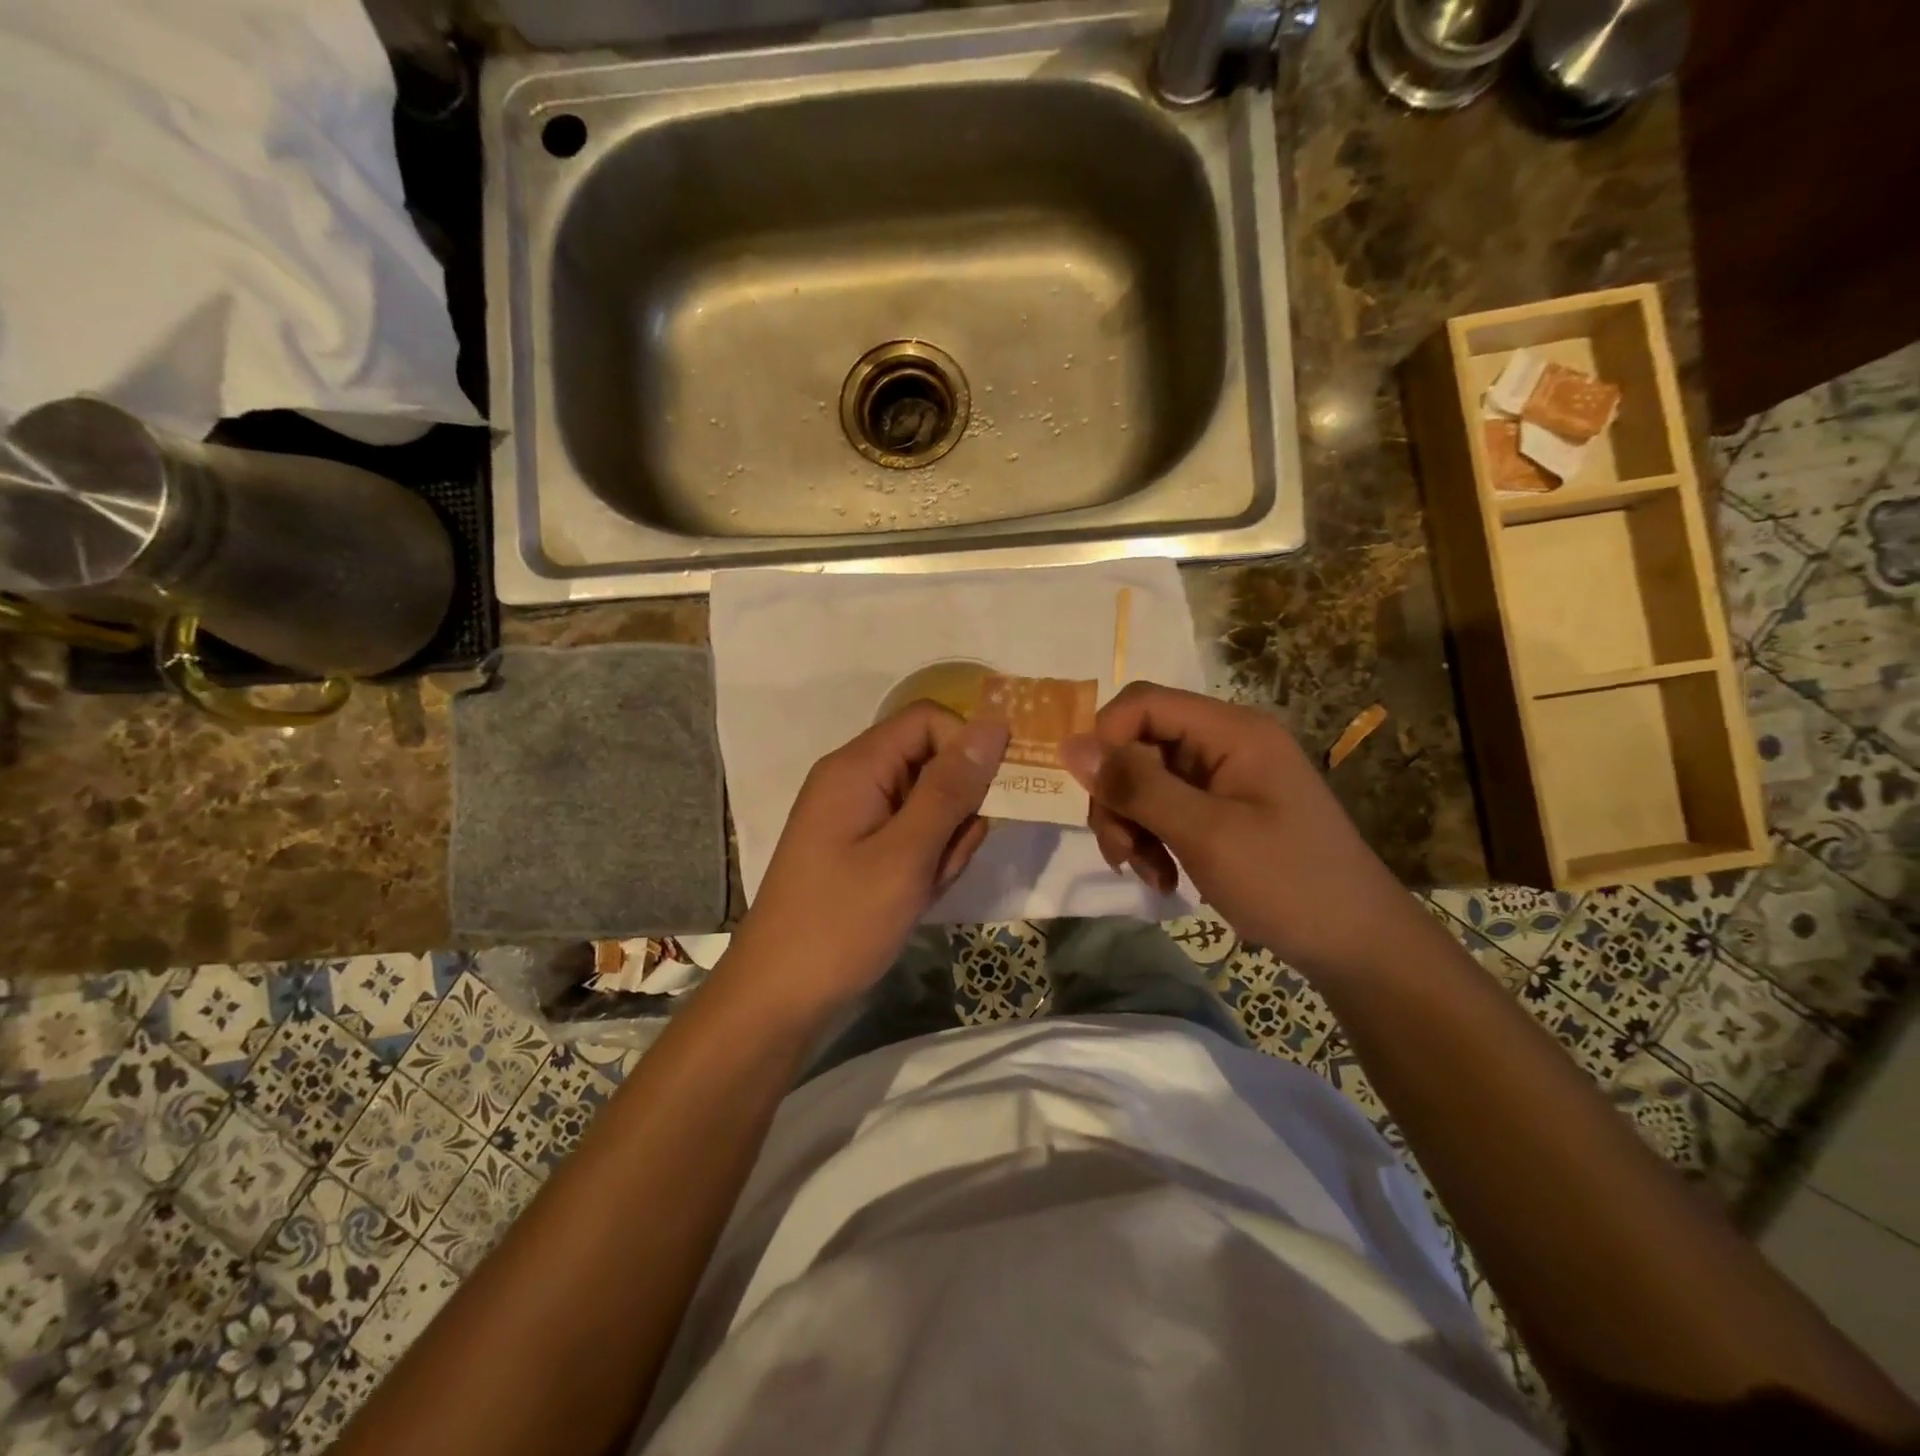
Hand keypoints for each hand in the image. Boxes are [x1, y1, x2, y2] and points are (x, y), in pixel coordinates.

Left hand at [727, 702, 1008, 1014]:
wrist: (780, 996)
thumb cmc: (842, 923)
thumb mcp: (907, 854)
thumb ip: (951, 788)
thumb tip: (994, 724)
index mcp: (857, 766)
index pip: (930, 720)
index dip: (966, 748)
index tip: (989, 797)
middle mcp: (855, 779)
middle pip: (932, 762)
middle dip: (955, 810)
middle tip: (943, 860)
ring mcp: (856, 816)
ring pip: (929, 804)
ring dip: (943, 843)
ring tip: (923, 887)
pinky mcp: (860, 847)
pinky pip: (911, 835)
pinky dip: (924, 863)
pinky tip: (913, 898)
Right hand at [1062, 682, 1426, 981]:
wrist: (1357, 945)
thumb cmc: (1287, 882)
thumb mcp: (1205, 834)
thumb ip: (1137, 786)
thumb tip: (1069, 745)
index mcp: (1231, 731)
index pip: (1143, 703)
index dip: (1107, 740)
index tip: (1097, 796)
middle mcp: (1225, 744)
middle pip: (1139, 745)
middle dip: (1118, 798)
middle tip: (1121, 853)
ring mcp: (1224, 779)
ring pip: (1145, 782)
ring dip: (1132, 827)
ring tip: (1147, 873)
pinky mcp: (1222, 811)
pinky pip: (1165, 810)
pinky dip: (1153, 841)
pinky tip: (1164, 878)